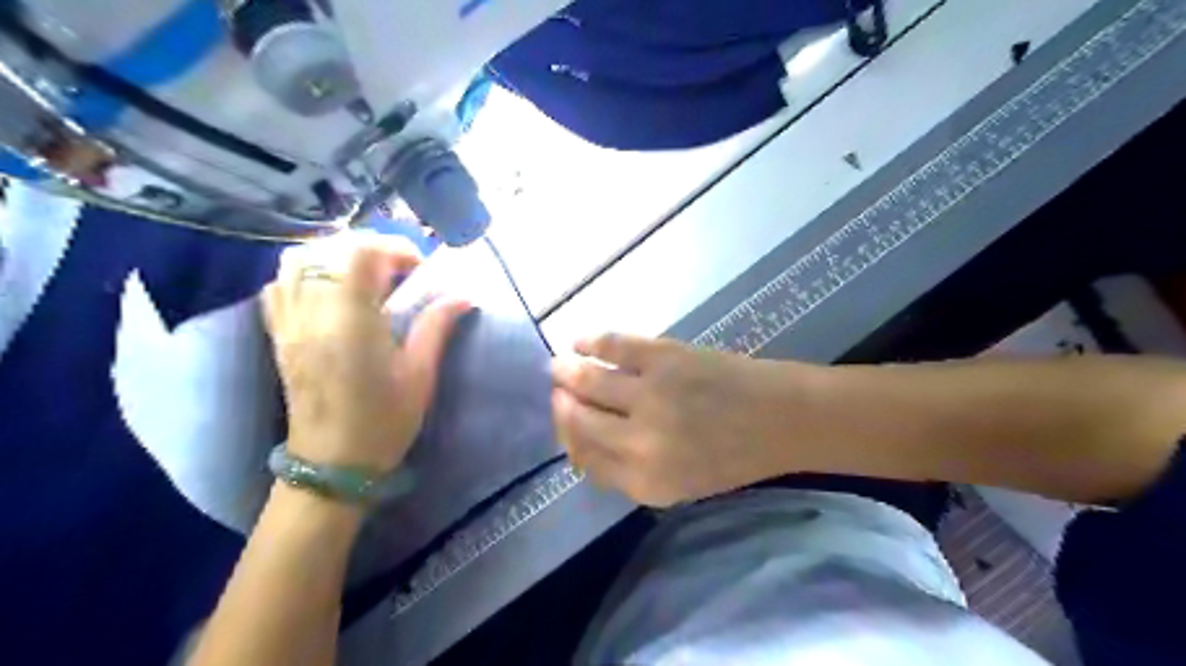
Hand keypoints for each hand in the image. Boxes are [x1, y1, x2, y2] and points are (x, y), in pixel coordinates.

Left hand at [263, 234, 473, 473]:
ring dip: (334, 256)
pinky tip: (331, 291)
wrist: (333, 464)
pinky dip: (305, 273)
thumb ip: (437, 326)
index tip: (419, 269)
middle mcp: (312, 313)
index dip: (394, 248)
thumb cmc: (384, 422)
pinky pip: (280, 285)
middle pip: (328, 250)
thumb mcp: (420, 375)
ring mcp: (289, 323)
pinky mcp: (279, 336)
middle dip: (369, 248)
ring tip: (365, 275)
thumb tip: (462, 295)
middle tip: (397, 270)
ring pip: (296, 260)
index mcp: (351, 322)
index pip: (361, 254)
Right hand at [550, 333, 825, 503]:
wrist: (780, 419)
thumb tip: (584, 442)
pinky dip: (590, 342)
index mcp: (644, 481)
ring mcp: (649, 396)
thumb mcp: (678, 485)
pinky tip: (579, 342)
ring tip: (559, 366)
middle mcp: (639, 442)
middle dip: (561, 404)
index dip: (566, 436)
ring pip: (588, 381)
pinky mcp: (662, 358)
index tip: (561, 418)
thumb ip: (628, 472)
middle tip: (556, 390)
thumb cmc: (733, 456)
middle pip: (579, 420)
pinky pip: (612, 347)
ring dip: (567, 372)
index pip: (584, 457)